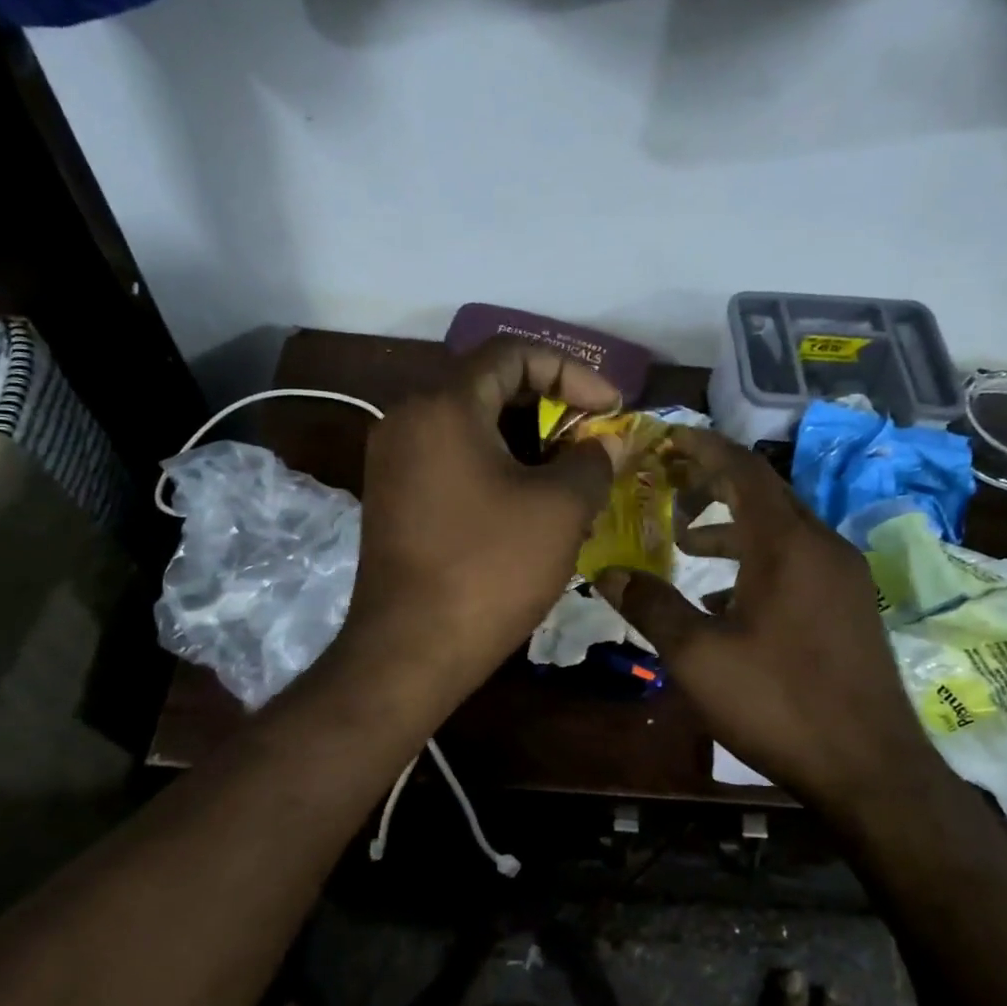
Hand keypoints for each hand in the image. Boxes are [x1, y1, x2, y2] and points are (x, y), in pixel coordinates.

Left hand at [337, 341, 623, 700]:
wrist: (409, 652)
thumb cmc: (490, 570)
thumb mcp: (559, 510)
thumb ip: (593, 461)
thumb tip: (610, 443)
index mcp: (443, 405)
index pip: (513, 353)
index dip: (572, 371)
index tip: (611, 409)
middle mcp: (408, 418)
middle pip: (491, 386)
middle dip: (552, 408)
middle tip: (594, 442)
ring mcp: (395, 459)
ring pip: (474, 426)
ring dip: (528, 442)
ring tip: (572, 476)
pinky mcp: (396, 496)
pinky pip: (455, 459)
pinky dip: (498, 466)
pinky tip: (533, 503)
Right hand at [596, 428, 925, 807]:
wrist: (869, 767)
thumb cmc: (778, 702)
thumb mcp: (698, 656)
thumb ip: (651, 606)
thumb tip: (605, 572)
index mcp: (787, 543)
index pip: (742, 469)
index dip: (702, 448)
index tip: (666, 440)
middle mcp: (822, 545)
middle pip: (764, 492)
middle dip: (714, 484)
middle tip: (667, 486)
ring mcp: (843, 576)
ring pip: (782, 529)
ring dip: (734, 527)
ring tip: (687, 543)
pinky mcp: (850, 605)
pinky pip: (798, 561)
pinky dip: (758, 561)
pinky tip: (727, 598)